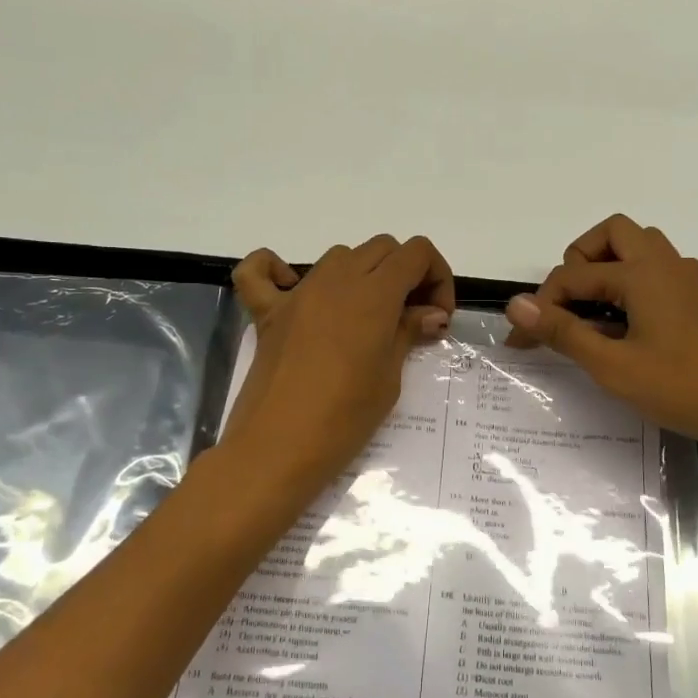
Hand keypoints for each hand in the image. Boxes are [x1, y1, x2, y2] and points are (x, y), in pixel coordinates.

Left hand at [223, 234, 455, 502]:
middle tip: (411, 318)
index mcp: (374, 293)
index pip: (416, 252)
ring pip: (339, 256)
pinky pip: (259, 271)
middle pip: (382, 248)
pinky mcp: (267, 312)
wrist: (277, 449)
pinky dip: (275, 270)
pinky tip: (294, 291)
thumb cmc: (344, 418)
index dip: (437, 276)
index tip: (437, 316)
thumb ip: (408, 332)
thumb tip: (431, 313)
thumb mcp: (390, 378)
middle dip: (406, 274)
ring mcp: (298, 293)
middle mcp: (336, 280)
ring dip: (362, 274)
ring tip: (368, 317)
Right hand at [505, 215, 697, 453]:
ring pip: (639, 248)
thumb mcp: (611, 365)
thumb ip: (562, 331)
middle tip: (567, 303)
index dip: (541, 307)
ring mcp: (686, 280)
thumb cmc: (679, 386)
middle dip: (580, 260)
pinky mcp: (697, 300)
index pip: (574, 276)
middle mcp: (664, 264)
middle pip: (612, 233)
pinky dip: (632, 282)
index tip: (520, 341)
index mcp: (641, 273)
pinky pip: (657, 270)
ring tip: (593, 311)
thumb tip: (516, 304)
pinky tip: (627, 323)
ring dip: (608, 266)